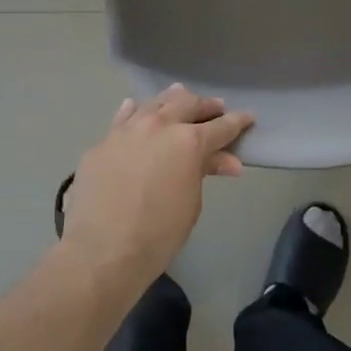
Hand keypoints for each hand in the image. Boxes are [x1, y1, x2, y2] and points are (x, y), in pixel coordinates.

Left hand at [61, 85, 252, 287]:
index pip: (221, 126)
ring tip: (179, 99)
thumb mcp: (192, 203)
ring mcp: (127, 130)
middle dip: (205, 105)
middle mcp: (159, 125)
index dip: (238, 122)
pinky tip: (135, 109)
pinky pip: (123, 118)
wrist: (102, 251)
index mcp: (189, 141)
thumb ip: (205, 172)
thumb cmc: (158, 234)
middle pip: (187, 104)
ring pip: (154, 103)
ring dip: (171, 101)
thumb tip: (227, 161)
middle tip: (215, 108)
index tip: (247, 117)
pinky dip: (134, 111)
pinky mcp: (102, 142)